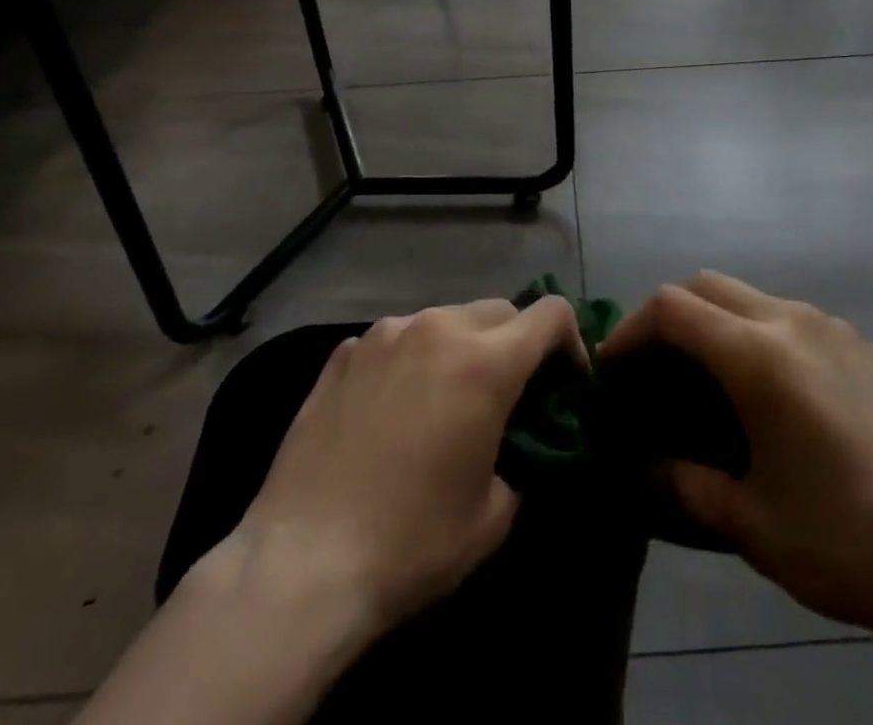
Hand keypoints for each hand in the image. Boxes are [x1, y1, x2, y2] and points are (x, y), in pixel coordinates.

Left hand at [229, 296, 583, 638]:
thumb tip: (516, 444)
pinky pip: (396, 340)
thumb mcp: (493, 515)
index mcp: (485, 361)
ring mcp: (385, 334)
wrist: (302, 562)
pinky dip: (410, 361)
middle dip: (516, 343)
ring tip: (443, 401)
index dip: (570, 342)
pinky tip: (391, 410)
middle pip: (499, 310)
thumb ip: (520, 459)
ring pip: (445, 319)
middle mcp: (437, 328)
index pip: (550, 314)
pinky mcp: (343, 352)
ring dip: (460, 348)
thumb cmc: (412, 542)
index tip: (565, 383)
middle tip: (507, 396)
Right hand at [601, 273, 872, 655]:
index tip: (613, 372)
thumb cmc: (846, 541)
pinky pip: (789, 316)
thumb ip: (683, 483)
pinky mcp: (861, 344)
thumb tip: (641, 466)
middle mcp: (791, 320)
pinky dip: (755, 333)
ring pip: (748, 296)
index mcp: (758, 355)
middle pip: (706, 285)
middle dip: (668, 318)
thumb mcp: (750, 523)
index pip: (671, 308)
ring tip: (707, 382)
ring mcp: (832, 326)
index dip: (631, 331)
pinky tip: (768, 393)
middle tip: (654, 372)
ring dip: (714, 323)